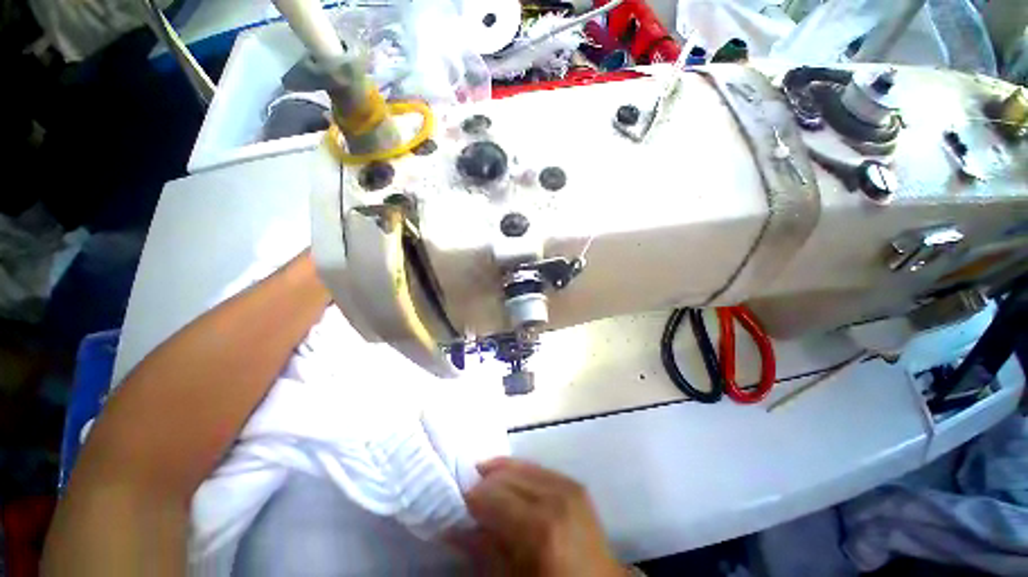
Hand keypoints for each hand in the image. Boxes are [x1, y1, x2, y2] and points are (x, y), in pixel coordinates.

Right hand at [454, 458, 624, 576]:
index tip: (456, 505)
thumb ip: (483, 551)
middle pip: (506, 474)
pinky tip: (511, 484)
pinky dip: (520, 472)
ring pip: (521, 465)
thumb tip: (451, 527)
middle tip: (469, 498)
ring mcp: (568, 485)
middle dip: (484, 483)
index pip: (491, 495)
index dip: (469, 498)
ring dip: (500, 474)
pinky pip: (538, 468)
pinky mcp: (574, 482)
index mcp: (539, 528)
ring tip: (487, 488)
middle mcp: (555, 497)